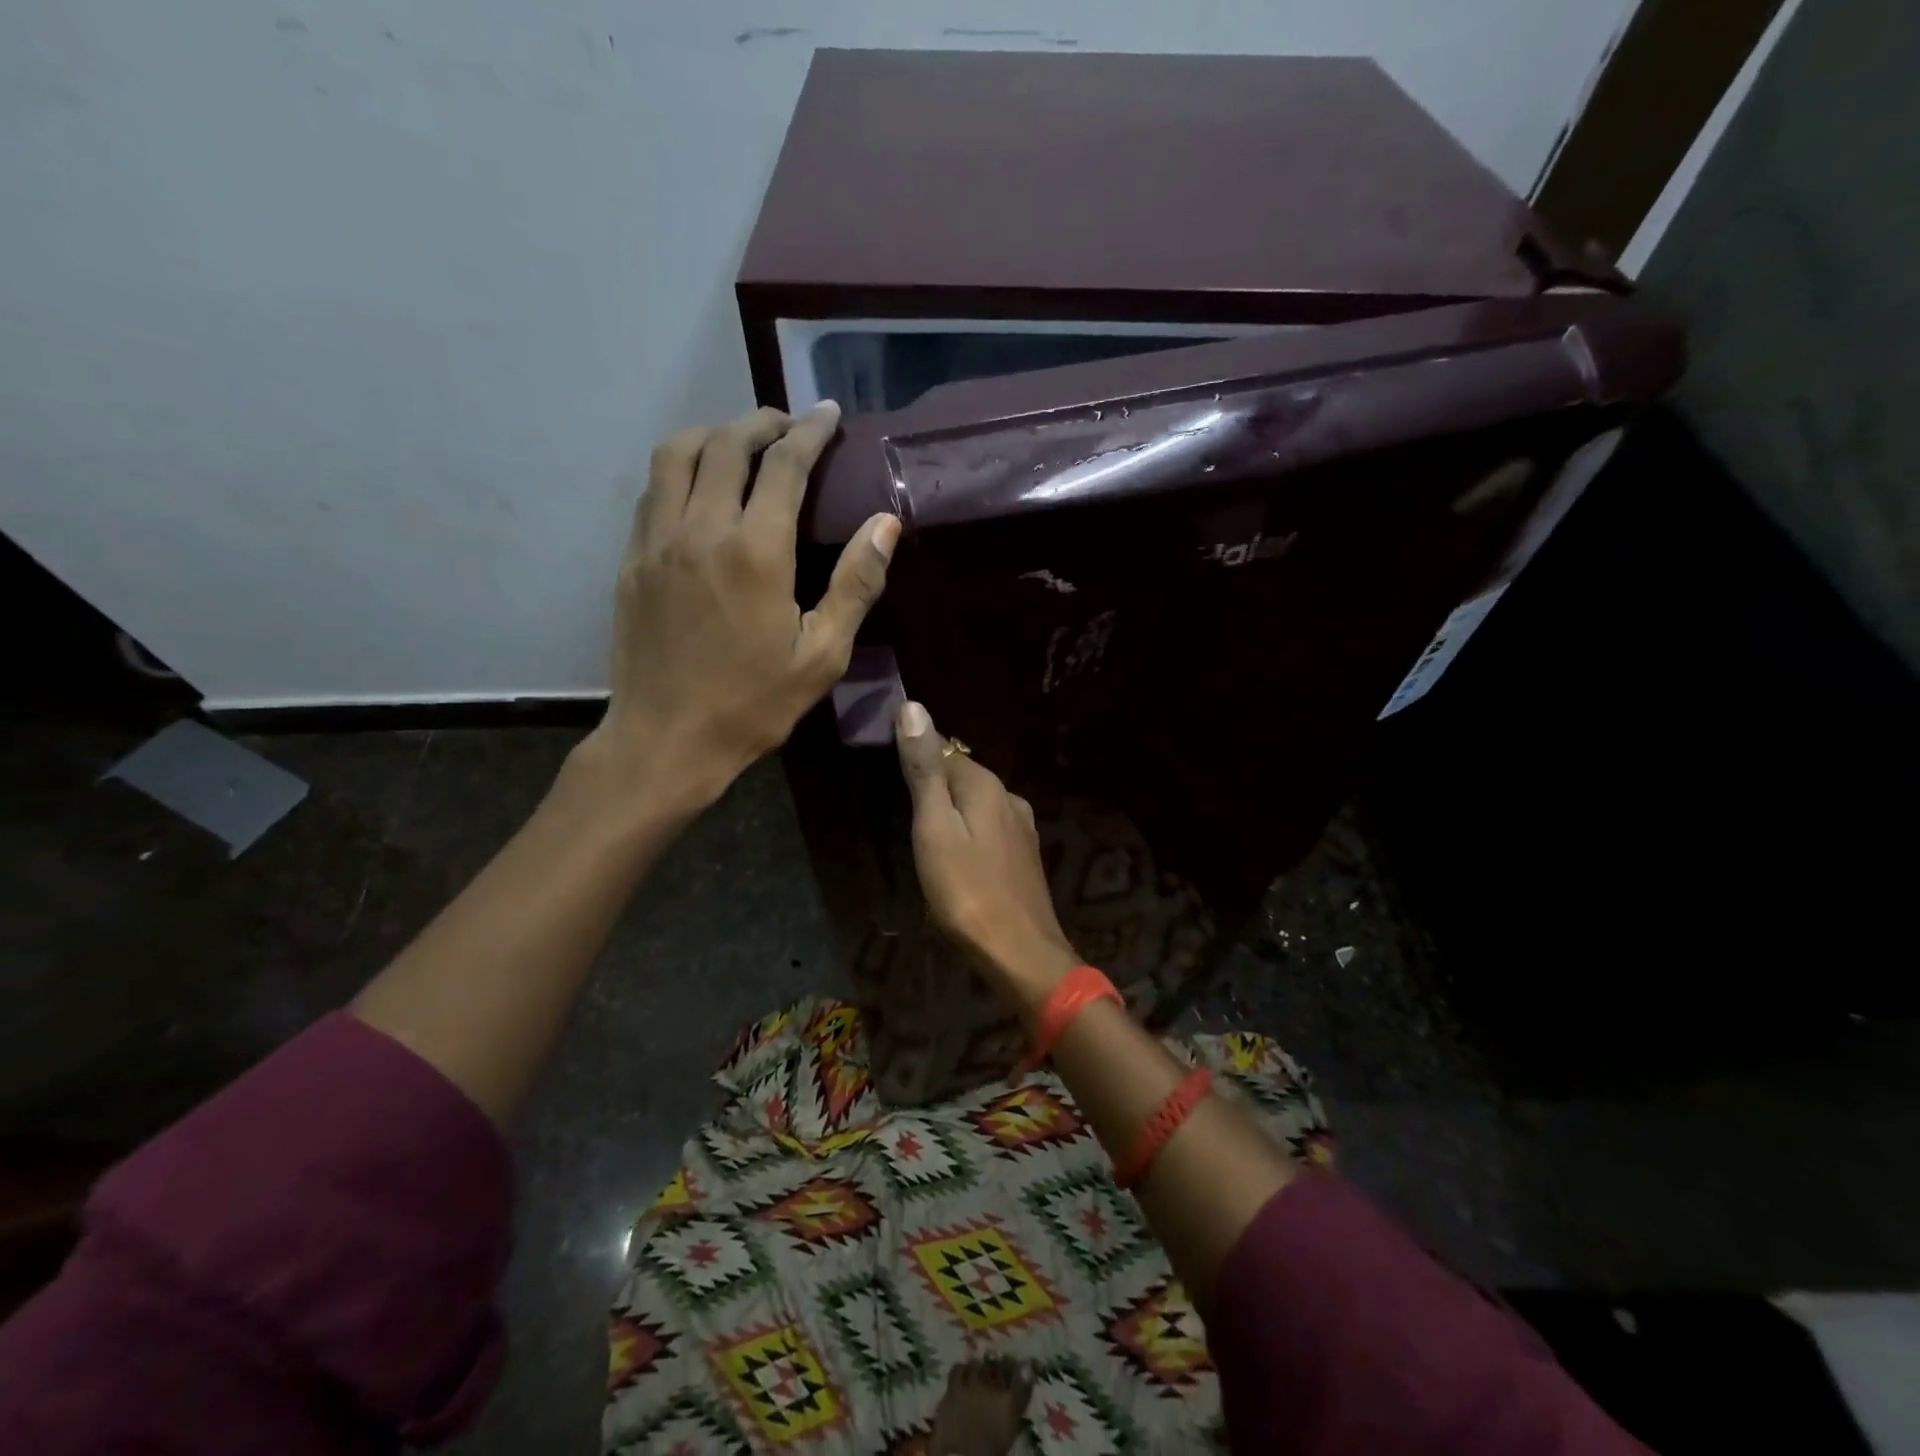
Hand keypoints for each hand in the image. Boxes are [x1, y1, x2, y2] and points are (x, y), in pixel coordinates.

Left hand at [583, 402, 899, 809]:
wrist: (666, 739)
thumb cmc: (753, 704)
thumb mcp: (821, 656)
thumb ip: (855, 584)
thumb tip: (885, 524)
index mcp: (755, 552)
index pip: (784, 465)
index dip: (809, 432)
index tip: (828, 414)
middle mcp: (701, 529)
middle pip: (727, 443)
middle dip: (763, 423)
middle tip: (790, 426)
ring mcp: (657, 540)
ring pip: (677, 453)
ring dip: (714, 434)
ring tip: (742, 443)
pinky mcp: (632, 558)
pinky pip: (652, 489)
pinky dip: (680, 467)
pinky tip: (699, 485)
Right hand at [895, 699, 1079, 1011]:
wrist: (1020, 952)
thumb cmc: (966, 890)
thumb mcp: (935, 827)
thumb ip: (926, 770)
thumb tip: (914, 707)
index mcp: (986, 786)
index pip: (945, 750)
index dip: (917, 751)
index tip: (888, 757)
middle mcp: (1010, 798)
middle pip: (964, 776)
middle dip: (935, 779)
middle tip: (899, 797)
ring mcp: (1022, 828)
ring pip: (978, 803)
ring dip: (953, 807)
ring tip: (923, 825)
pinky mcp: (1024, 857)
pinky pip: (989, 828)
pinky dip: (969, 829)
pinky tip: (958, 850)